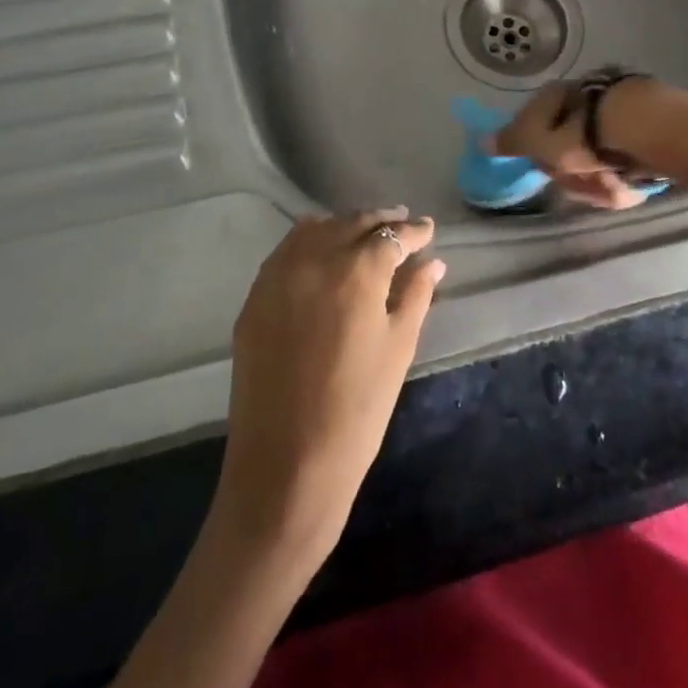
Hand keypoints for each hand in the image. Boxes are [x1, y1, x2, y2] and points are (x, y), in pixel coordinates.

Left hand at [214, 209, 444, 564]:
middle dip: (381, 221)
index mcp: (357, 271)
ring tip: (364, 235)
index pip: (392, 235)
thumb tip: (432, 263)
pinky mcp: (255, 297)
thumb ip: (415, 295)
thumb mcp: (398, 349)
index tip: (428, 228)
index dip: (414, 231)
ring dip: (344, 226)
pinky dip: (310, 242)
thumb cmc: (357, 409)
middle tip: (402, 222)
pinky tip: (323, 254)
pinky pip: (286, 251)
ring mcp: (278, 275)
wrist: (285, 466)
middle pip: (353, 222)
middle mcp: (315, 258)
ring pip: (317, 229)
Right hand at [495, 78, 662, 209]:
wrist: (648, 127)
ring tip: (610, 187)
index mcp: (555, 93)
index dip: (537, 151)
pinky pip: (624, 160)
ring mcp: (616, 107)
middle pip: (568, 143)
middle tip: (581, 185)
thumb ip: (513, 142)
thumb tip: (483, 140)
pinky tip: (631, 182)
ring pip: (597, 156)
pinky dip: (624, 175)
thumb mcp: (538, 141)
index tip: (547, 170)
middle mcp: (583, 93)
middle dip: (573, 170)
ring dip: (598, 177)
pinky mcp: (645, 124)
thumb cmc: (583, 135)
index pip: (534, 124)